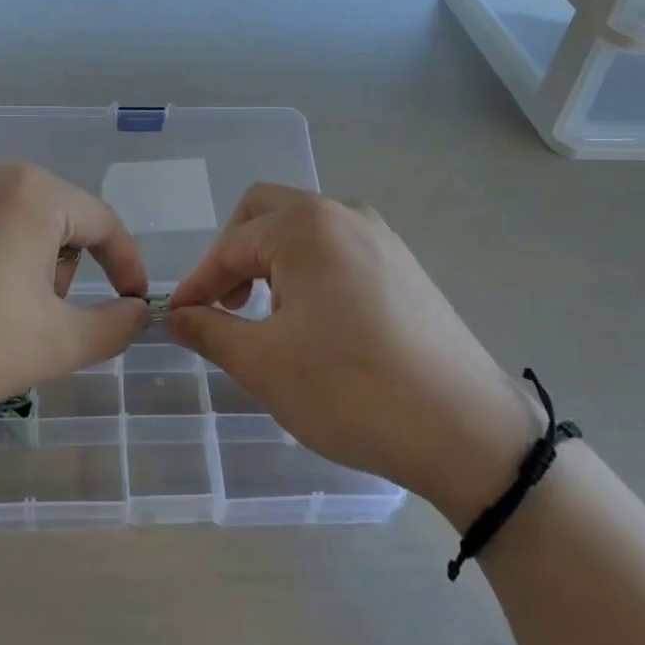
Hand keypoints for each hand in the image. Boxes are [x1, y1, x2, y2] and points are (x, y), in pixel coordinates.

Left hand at [0, 160, 149, 427]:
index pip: (103, 222)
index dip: (127, 266)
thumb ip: (115, 326)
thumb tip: (137, 311)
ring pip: (14, 221)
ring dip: (25, 264)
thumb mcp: (56, 344)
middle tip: (41, 320)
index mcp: (33, 191)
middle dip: (63, 269)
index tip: (135, 304)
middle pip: (57, 219)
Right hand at [167, 185, 538, 526]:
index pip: (231, 245)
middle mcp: (343, 214)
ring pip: (304, 229)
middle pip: (266, 213)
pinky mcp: (404, 264)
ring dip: (272, 261)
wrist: (468, 431)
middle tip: (226, 305)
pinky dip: (310, 270)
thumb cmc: (351, 390)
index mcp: (305, 227)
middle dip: (235, 255)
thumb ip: (210, 331)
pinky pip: (339, 249)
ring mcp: (380, 236)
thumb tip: (176, 316)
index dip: (198, 282)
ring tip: (271, 317)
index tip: (178, 318)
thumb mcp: (264, 364)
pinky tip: (318, 321)